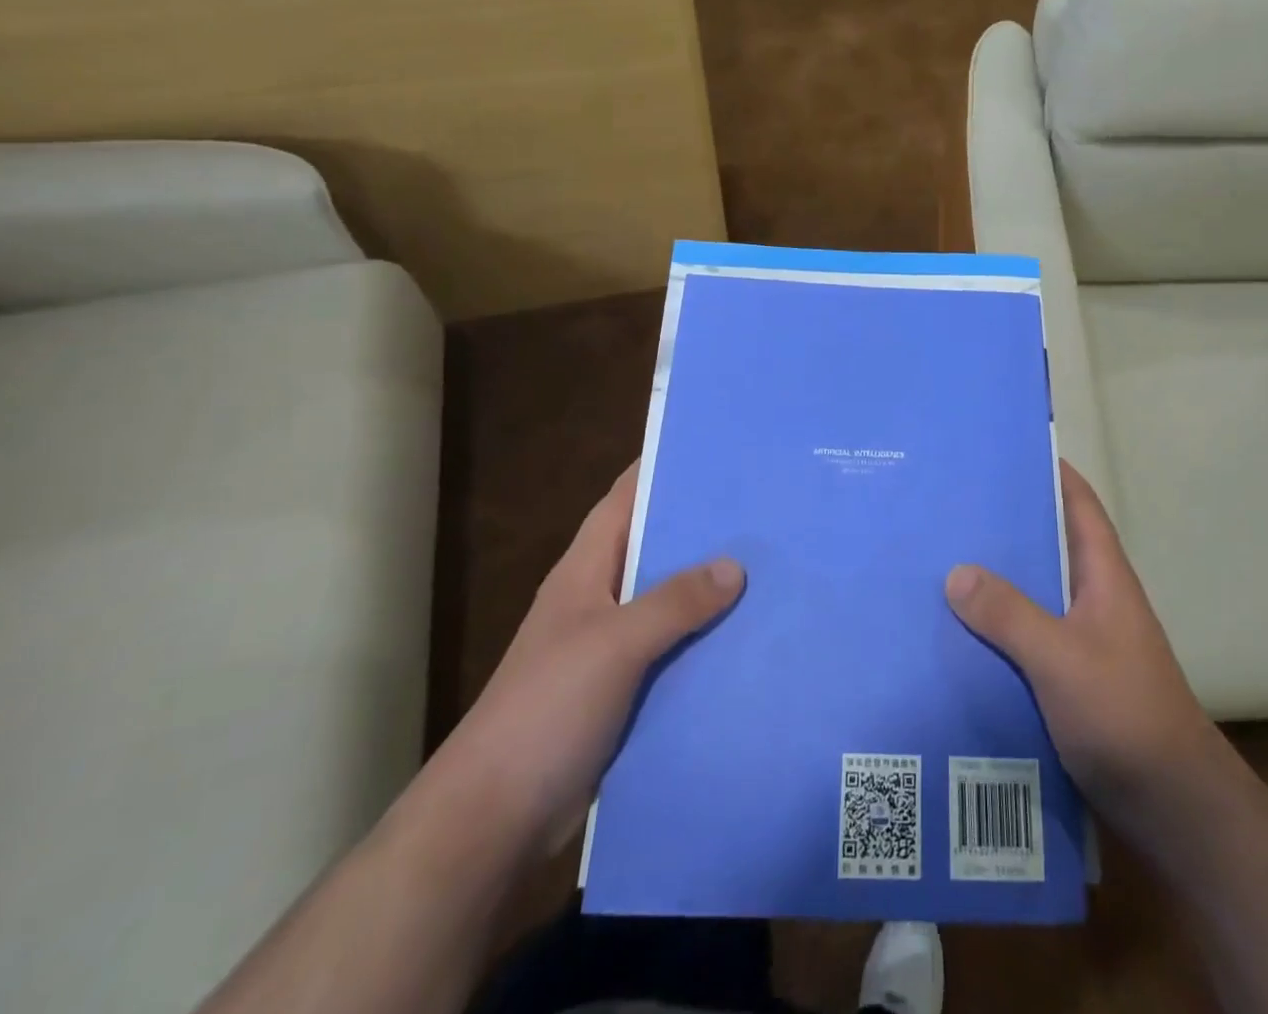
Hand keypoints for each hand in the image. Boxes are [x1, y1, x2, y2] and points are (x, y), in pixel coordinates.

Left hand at [431, 462, 745, 852]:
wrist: (496, 818)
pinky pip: (674, 648)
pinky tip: (749, 637)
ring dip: (710, 587)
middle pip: (655, 547)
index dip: (662, 469)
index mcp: (585, 570)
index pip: (625, 499)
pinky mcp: (625, 688)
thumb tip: (735, 566)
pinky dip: (705, 639)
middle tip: (763, 508)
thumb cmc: (546, 709)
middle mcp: (599, 597)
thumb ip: (674, 601)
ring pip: (669, 600)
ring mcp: (611, 646)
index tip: (714, 449)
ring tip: (771, 566)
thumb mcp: (614, 644)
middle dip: (702, 528)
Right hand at [945, 461, 1228, 822]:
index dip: (1049, 473)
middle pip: (1048, 547)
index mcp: (1103, 576)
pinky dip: (997, 632)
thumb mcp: (1060, 658)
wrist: (1172, 807)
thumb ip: (1008, 614)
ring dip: (995, 584)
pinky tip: (957, 636)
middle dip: (1005, 528)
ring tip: (938, 566)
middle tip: (949, 510)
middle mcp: (1094, 599)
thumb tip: (956, 571)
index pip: (1078, 505)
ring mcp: (1084, 641)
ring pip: (1033, 596)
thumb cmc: (1124, 714)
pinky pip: (1026, 640)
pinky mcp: (1071, 681)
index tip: (1003, 452)